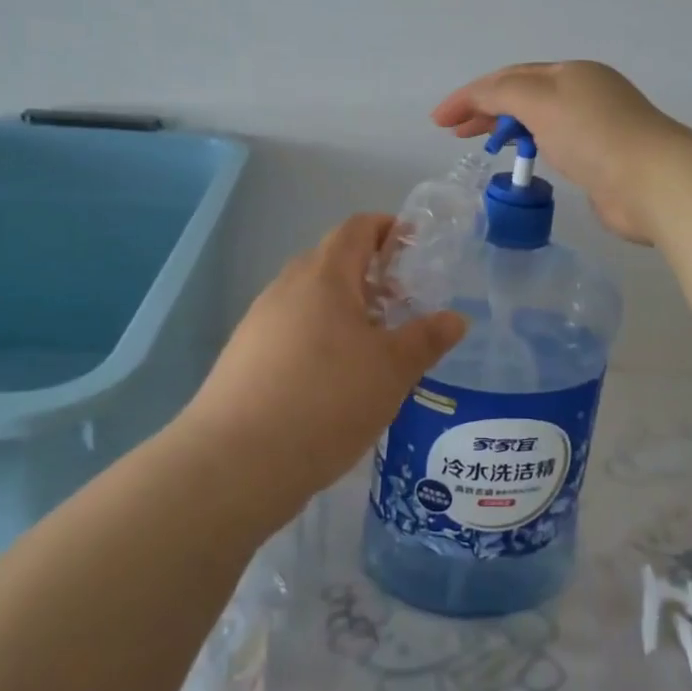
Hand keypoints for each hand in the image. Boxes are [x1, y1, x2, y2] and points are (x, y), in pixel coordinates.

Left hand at [179, 214, 467, 511]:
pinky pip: (291, 328)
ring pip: (311, 298)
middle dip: (370, 274)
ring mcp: (260, 321)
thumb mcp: (391, 371)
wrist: (235, 462)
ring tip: (373, 347)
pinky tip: (333, 379)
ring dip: (344, 308)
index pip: (357, 227)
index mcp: (324, 275)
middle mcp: (287, 286)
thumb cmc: (326, 400)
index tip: (414, 249)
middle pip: (332, 260)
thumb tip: (456, 319)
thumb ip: (426, 339)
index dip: (387, 228)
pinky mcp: (244, 355)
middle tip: (402, 304)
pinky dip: (319, 336)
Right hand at [432, 61, 690, 244]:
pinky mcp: (601, 161)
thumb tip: (479, 99)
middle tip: (454, 133)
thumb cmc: (592, 134)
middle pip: (523, 96)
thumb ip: (501, 93)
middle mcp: (583, 94)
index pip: (509, 77)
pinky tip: (522, 160)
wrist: (651, 181)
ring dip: (506, 127)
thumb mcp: (539, 101)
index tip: (439, 121)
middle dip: (485, 109)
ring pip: (539, 121)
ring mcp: (595, 128)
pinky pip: (555, 146)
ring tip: (481, 144)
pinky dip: (531, 147)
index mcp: (570, 73)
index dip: (470, 94)